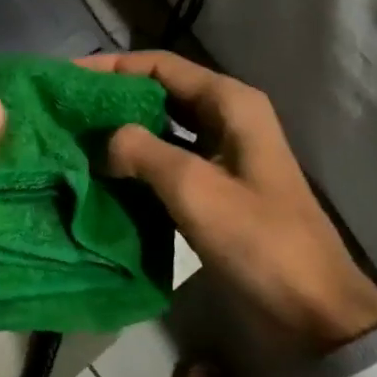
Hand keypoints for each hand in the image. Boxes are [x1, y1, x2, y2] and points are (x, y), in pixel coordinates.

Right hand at [77, 52, 376, 354]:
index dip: (112, 66)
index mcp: (230, 103)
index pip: (161, 66)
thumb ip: (142, 151)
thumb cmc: (258, 240)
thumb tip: (102, 140)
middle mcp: (227, 118)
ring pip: (162, 129)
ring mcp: (222, 155)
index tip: (66, 76)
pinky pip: (167, 162)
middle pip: (160, 92)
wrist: (312, 310)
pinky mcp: (215, 189)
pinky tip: (103, 175)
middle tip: (64, 110)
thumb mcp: (195, 188)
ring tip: (74, 140)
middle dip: (112, 98)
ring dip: (121, 132)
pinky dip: (136, 164)